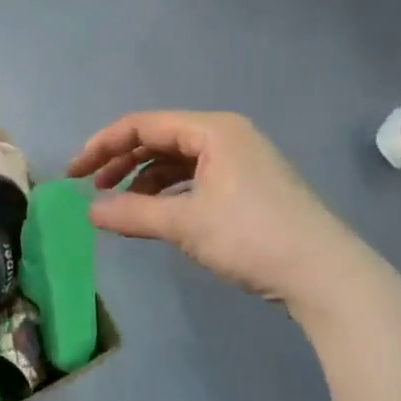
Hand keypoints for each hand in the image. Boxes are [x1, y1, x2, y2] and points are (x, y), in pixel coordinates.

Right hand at [66, 110, 370, 306]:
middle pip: (159, 139)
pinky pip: (195, 177)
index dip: (103, 145)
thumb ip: (132, 213)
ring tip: (119, 205)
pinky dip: (168, 192)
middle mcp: (226, 136)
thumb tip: (89, 212)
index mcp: (212, 131)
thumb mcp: (185, 224)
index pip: (143, 125)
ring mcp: (241, 161)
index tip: (74, 173)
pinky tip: (155, 213)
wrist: (326, 276)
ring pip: (177, 160)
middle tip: (90, 187)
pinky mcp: (249, 186)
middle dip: (121, 161)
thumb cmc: (251, 237)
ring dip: (143, 179)